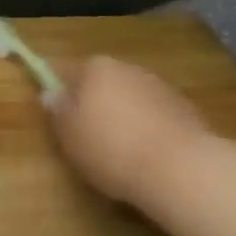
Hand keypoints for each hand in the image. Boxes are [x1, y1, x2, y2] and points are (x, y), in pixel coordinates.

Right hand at [47, 56, 208, 208]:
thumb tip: (51, 94)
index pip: (68, 72)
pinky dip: (148, 128)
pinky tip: (148, 155)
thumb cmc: (112, 149)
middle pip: (102, 83)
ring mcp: (159, 85)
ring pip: (130, 98)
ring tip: (122, 152)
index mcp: (96, 68)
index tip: (62, 119)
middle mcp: (127, 68)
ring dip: (124, 116)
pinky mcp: (183, 107)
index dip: (62, 94)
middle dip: (95, 104)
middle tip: (89, 138)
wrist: (178, 167)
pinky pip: (154, 114)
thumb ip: (58, 111)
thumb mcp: (70, 136)